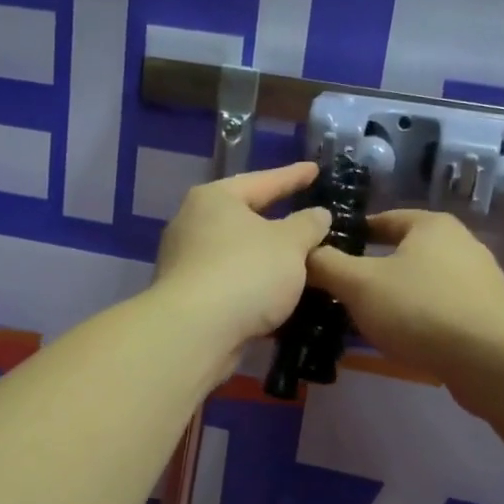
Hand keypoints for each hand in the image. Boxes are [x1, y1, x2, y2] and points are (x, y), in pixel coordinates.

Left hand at [151, 161, 332, 359]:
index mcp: (215, 199)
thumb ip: (308, 225)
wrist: (194, 333)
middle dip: (276, 221)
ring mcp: (186, 262)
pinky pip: (231, 283)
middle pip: (245, 217)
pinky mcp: (187, 297)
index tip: (315, 170)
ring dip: (266, 259)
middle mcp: (193, 224)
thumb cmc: (245, 273)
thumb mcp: (290, 244)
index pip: (263, 181)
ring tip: (299, 262)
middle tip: (307, 219)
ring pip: (238, 254)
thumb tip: (317, 215)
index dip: (293, 176)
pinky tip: (277, 296)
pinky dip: (254, 286)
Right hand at [306, 210, 503, 383]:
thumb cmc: (420, 308)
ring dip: (395, 298)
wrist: (492, 359)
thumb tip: (304, 253)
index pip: (383, 219)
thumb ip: (326, 265)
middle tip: (341, 291)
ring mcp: (478, 281)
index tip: (328, 254)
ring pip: (422, 284)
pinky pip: (440, 311)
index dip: (353, 234)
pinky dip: (418, 320)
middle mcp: (460, 244)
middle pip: (403, 252)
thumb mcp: (359, 284)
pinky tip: (402, 340)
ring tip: (367, 320)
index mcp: (431, 225)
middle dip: (372, 271)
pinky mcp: (487, 316)